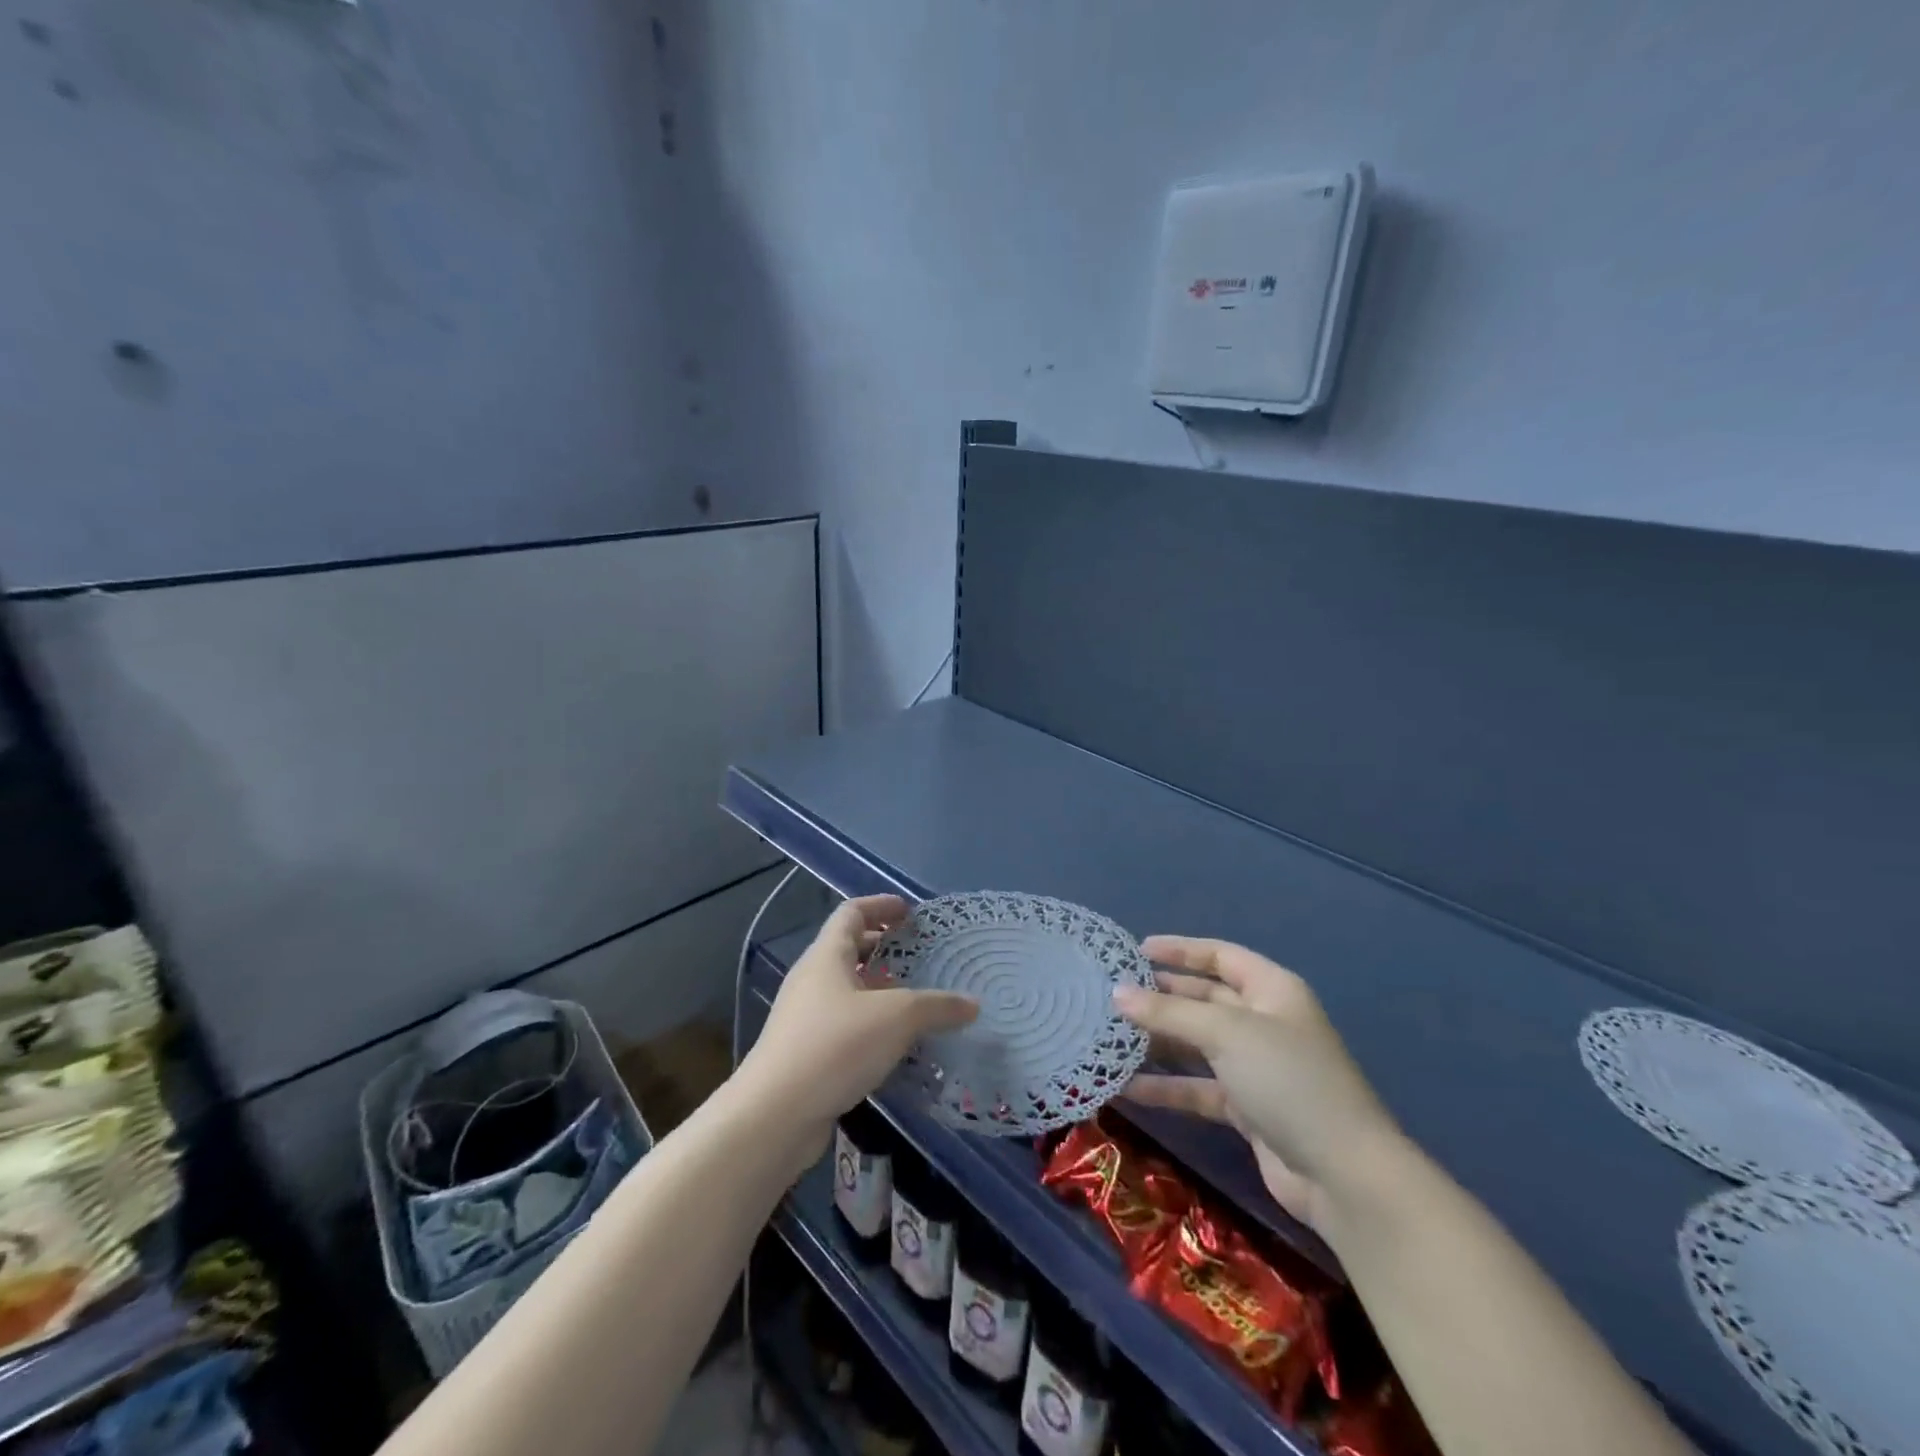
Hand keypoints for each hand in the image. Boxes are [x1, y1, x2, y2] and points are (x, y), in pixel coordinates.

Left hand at [738, 896, 977, 1143]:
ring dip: (880, 991)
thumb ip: (937, 1007)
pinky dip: (872, 1025)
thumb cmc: (835, 1047)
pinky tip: (898, 1046)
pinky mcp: (806, 1053)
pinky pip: (845, 1025)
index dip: (881, 906)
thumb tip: (973, 1004)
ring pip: (848, 991)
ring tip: (917, 1002)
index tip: (909, 911)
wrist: (775, 1115)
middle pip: (849, 950)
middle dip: (884, 949)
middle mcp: (812, 980)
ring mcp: (805, 1018)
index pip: (852, 913)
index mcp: (826, 956)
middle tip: (920, 957)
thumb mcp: (896, 1018)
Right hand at [1115, 936, 1400, 1232]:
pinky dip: (1166, 1087)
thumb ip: (1169, 1012)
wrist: (1343, 1175)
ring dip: (1158, 1042)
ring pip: (1197, 1045)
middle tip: (1112, 996)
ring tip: (1109, 1038)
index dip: (1179, 950)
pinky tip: (1126, 1089)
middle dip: (1161, 997)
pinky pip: (1197, 1088)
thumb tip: (1117, 993)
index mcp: (1271, 990)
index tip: (1135, 952)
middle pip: (1204, 999)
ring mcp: (1255, 1067)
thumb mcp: (1226, 1033)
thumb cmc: (1288, 1080)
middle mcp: (1264, 1022)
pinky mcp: (1246, 1109)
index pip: (1220, 955)